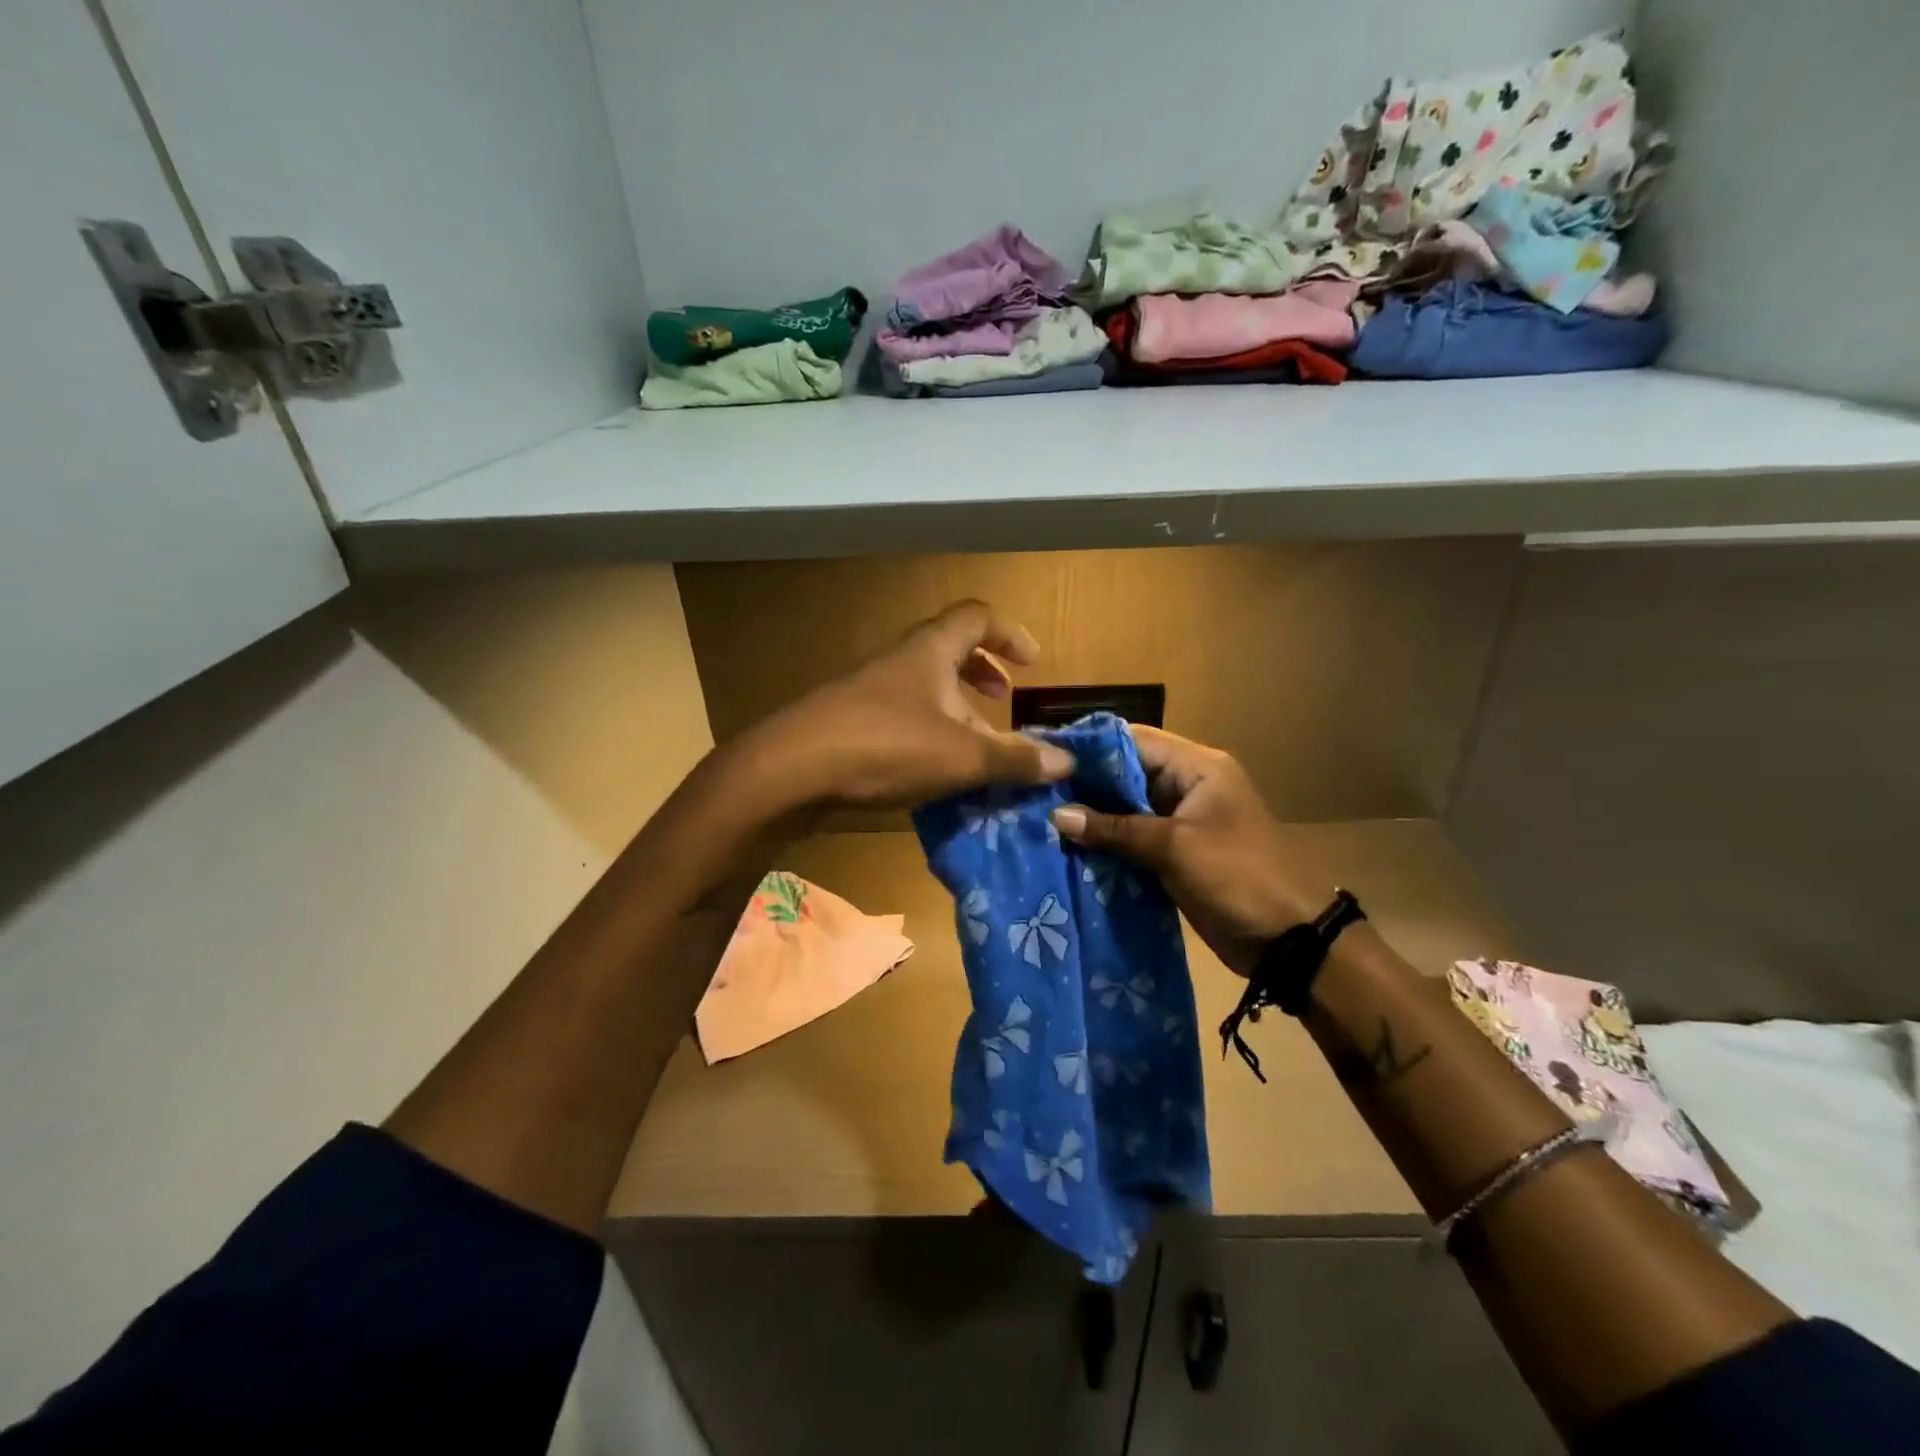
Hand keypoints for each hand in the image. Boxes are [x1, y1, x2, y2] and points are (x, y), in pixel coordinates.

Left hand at [737, 600, 1074, 812]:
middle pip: (948, 649)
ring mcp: (868, 691)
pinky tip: (931, 771)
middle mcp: (899, 661)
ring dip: (955, 708)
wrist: (789, 771)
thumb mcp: (962, 757)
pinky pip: (900, 715)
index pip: (977, 617)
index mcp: (930, 650)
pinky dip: (927, 732)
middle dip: (982, 672)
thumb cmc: (885, 747)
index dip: (1009, 633)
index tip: (1031, 664)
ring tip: (974, 746)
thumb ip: (1016, 759)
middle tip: (1001, 700)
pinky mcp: (848, 722)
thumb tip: (1067, 761)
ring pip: (923, 686)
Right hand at [1050, 726, 1335, 975]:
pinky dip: (1107, 841)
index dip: (1090, 747)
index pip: (1134, 740)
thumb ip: (1114, 828)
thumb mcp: (1174, 847)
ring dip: (1092, 815)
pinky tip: (1070, 847)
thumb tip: (1057, 816)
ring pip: (1127, 807)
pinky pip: (1134, 837)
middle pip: (1127, 772)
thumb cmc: (1236, 876)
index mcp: (1198, 766)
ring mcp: (1182, 820)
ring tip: (1042, 818)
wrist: (1288, 939)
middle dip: (1085, 784)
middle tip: (1035, 792)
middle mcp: (1187, 785)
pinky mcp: (1176, 851)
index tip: (1046, 756)